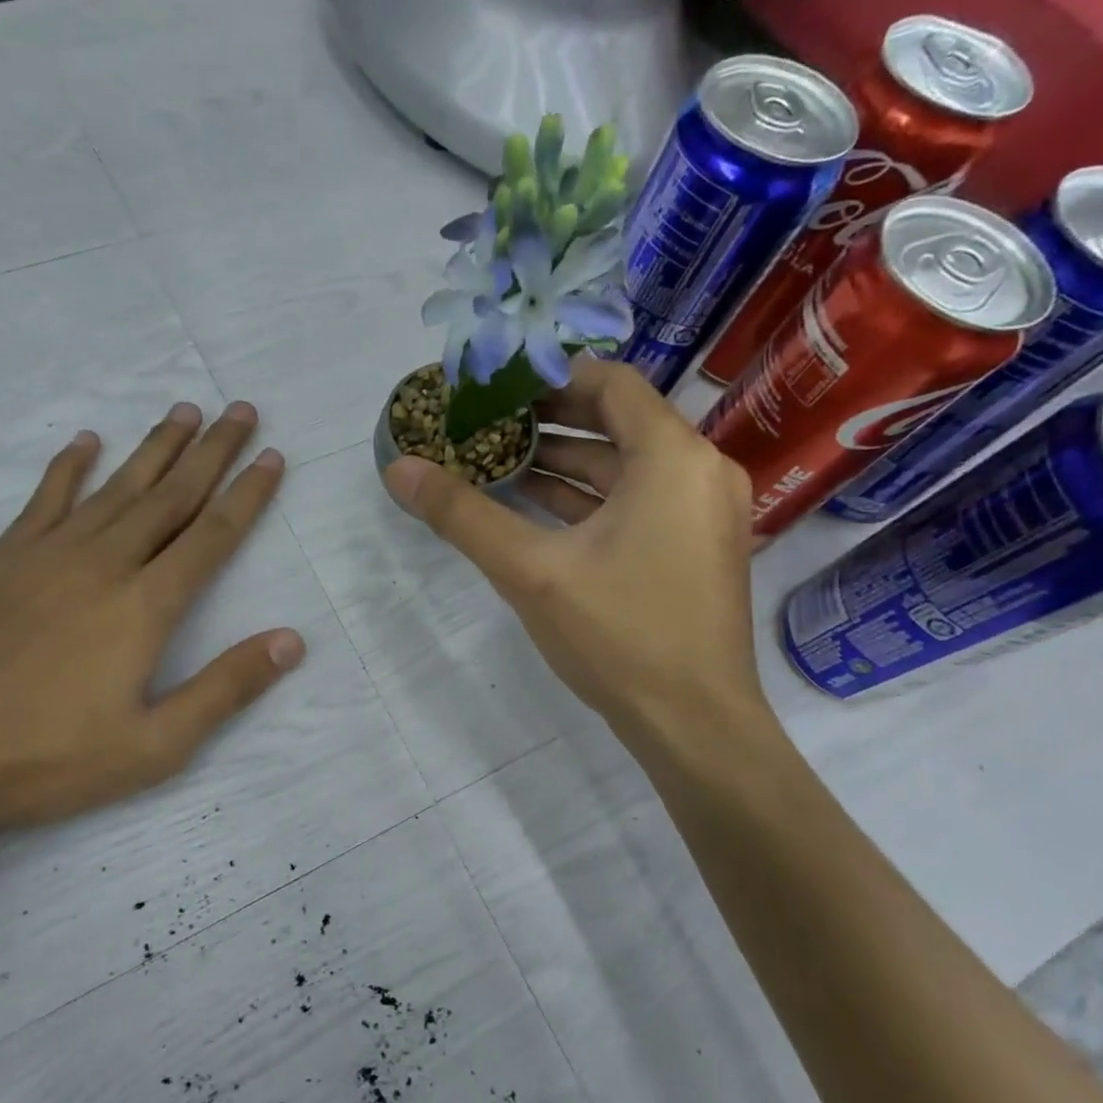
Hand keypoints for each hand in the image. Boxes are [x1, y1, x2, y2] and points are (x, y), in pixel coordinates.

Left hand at [0, 401, 303, 840]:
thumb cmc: (49, 760)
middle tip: (241, 410)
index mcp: (144, 605)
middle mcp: (103, 564)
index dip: (247, 495)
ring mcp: (48, 556)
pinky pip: (45, 500)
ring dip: (155, 447)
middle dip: (212, 451)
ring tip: (185, 411)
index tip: (272, 456)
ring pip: (116, 487)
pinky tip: (86, 441)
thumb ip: (225, 688)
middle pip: (170, 496)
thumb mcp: (155, 746)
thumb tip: (292, 641)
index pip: (211, 535)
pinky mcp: (2, 560)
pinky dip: (69, 467)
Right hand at [383, 359, 775, 767]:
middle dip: (549, 421)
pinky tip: (534, 508)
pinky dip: (588, 498)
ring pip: (625, 466)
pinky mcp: (694, 548)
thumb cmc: (619, 634)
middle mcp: (700, 471)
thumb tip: (399, 469)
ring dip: (564, 463)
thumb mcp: (529, 570)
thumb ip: (462, 514)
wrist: (694, 724)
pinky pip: (637, 501)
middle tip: (488, 423)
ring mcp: (703, 512)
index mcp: (673, 458)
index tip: (497, 386)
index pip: (612, 382)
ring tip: (498, 462)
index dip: (551, 378)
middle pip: (618, 421)